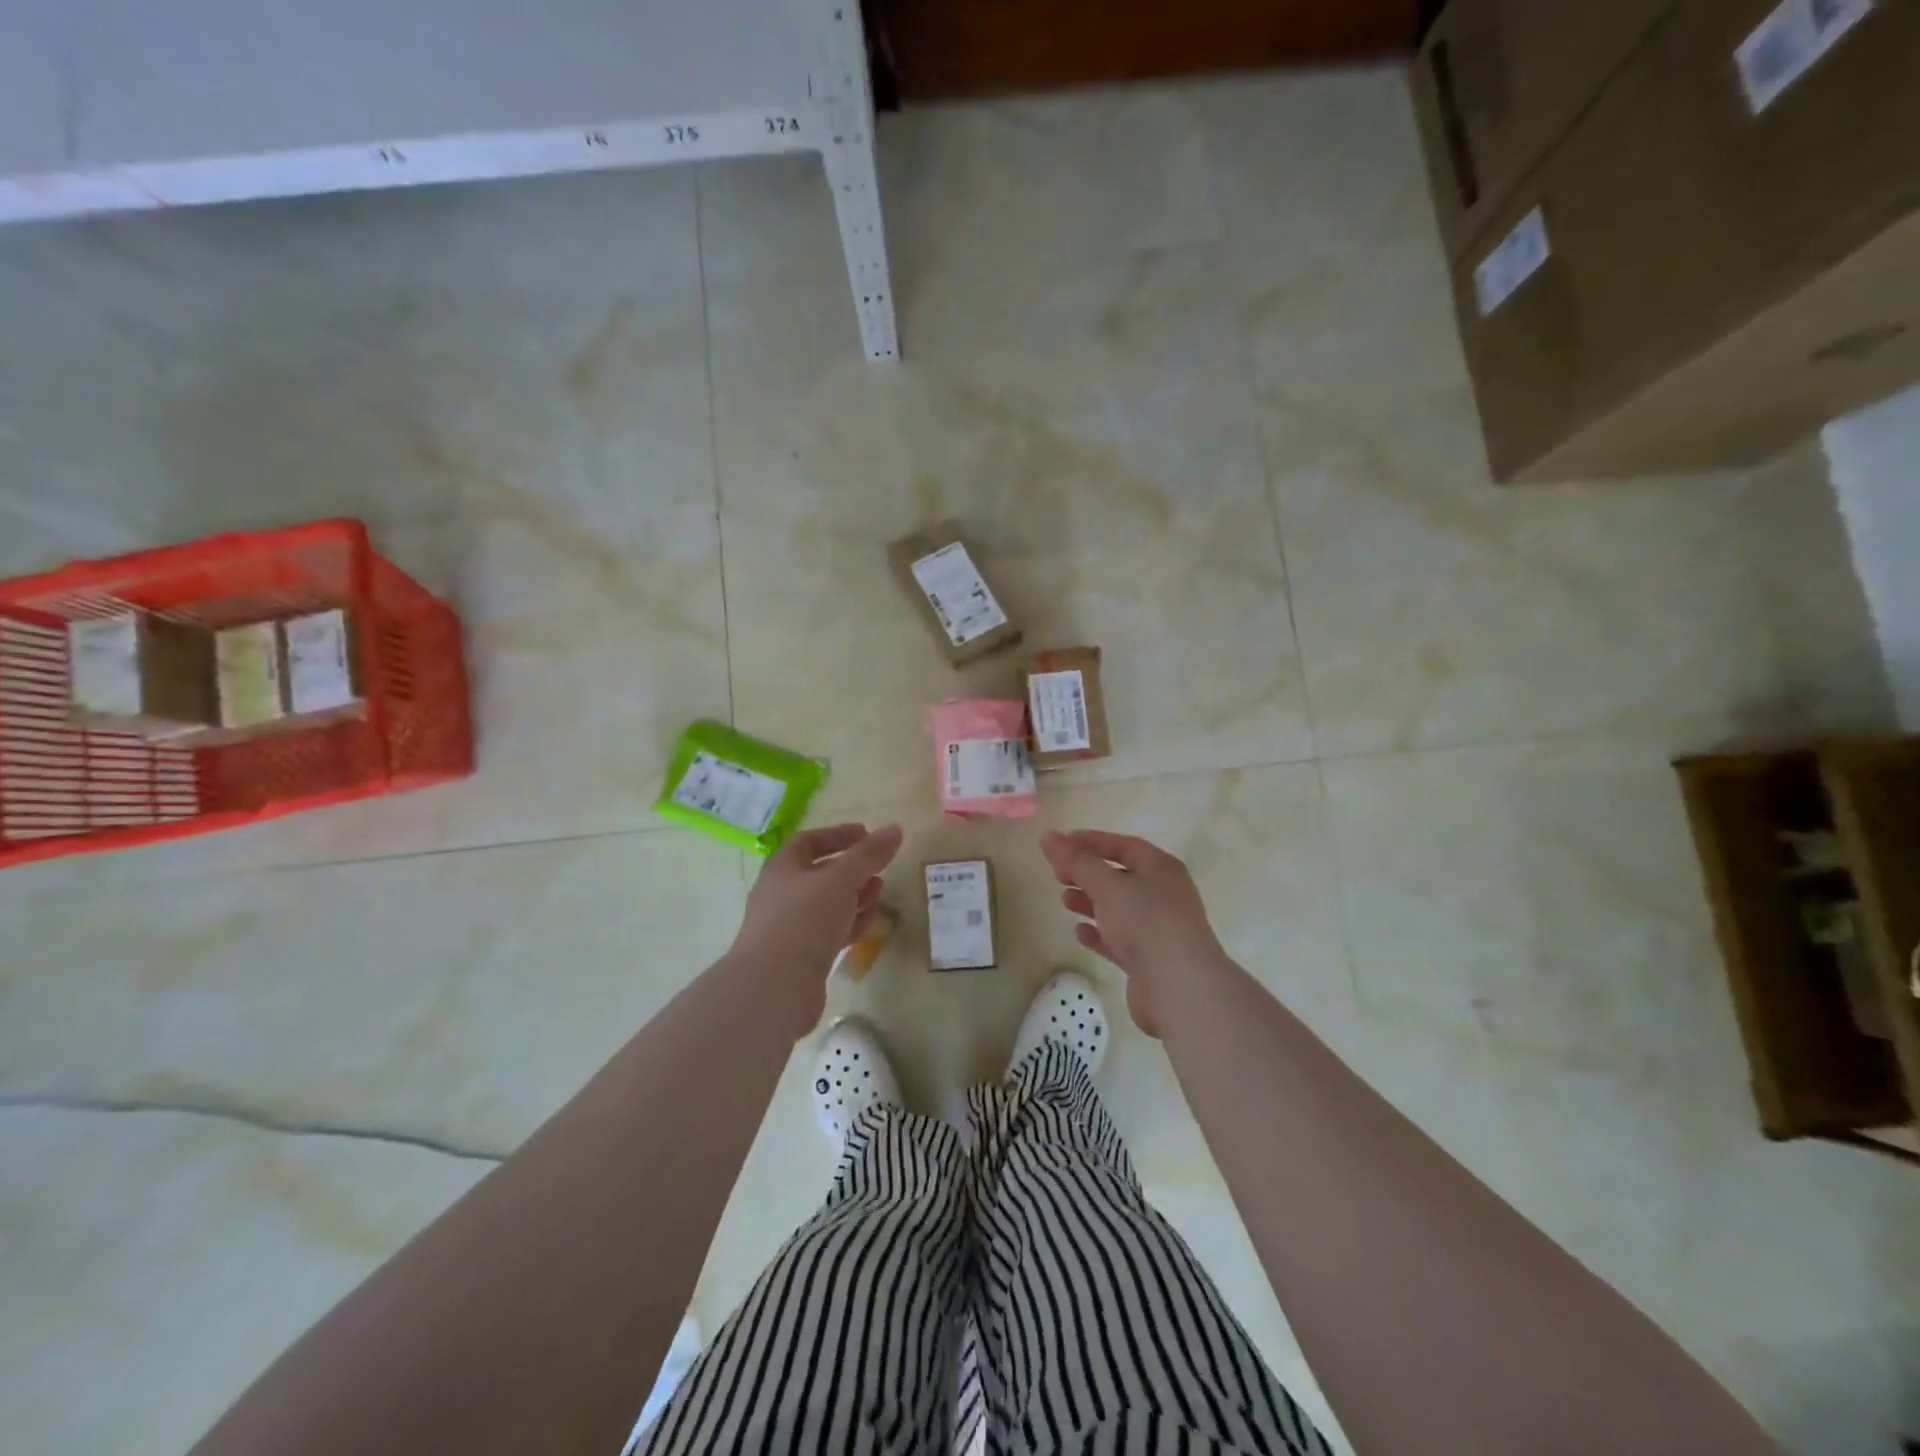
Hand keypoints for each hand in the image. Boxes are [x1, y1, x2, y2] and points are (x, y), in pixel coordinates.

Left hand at [730, 823, 903, 1030]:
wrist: (774, 987)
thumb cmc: (804, 920)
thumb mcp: (842, 879)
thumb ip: (869, 854)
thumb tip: (895, 829)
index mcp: (782, 868)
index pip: (809, 841)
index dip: (838, 835)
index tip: (867, 834)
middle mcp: (781, 894)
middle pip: (820, 873)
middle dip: (852, 868)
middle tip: (879, 867)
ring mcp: (789, 927)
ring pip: (827, 904)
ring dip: (854, 896)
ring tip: (879, 892)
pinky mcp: (801, 956)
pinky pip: (828, 932)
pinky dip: (849, 923)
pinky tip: (867, 925)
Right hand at [1041, 830, 1228, 1036]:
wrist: (1180, 987)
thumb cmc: (1145, 922)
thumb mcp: (1107, 885)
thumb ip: (1076, 861)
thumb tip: (1048, 837)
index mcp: (1160, 869)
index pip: (1123, 845)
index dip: (1091, 842)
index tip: (1060, 844)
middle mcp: (1163, 894)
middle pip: (1120, 876)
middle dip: (1088, 873)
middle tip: (1057, 874)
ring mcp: (1158, 928)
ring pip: (1119, 909)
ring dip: (1091, 902)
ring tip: (1064, 901)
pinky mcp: (1150, 960)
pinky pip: (1120, 939)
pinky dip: (1100, 933)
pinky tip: (1080, 933)